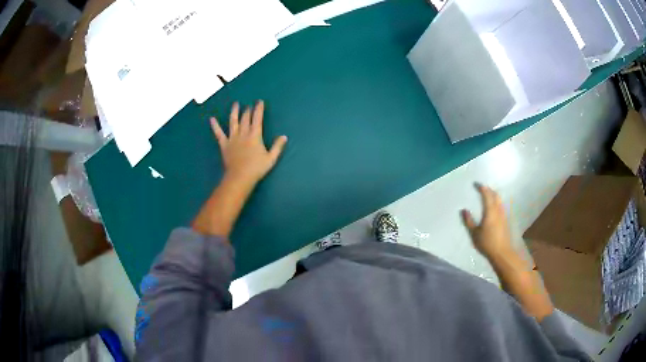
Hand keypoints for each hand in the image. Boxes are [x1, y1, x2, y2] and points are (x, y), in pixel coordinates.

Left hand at [211, 101, 287, 185]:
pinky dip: (215, 126)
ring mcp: (232, 138)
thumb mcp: (271, 158)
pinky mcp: (224, 144)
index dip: (259, 109)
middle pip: (245, 118)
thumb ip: (277, 146)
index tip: (259, 102)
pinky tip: (211, 119)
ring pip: (233, 122)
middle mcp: (243, 133)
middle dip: (248, 110)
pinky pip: (218, 133)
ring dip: (234, 112)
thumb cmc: (256, 168)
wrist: (240, 177)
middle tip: (249, 105)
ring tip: (235, 104)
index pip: (257, 118)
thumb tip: (284, 136)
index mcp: (255, 135)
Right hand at [461, 183, 514, 260]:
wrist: (502, 252)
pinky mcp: (505, 220)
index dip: (482, 188)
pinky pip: (501, 206)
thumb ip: (469, 221)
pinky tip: (493, 206)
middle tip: (482, 188)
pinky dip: (496, 202)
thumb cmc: (487, 243)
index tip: (476, 184)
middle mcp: (498, 210)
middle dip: (489, 189)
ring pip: (499, 200)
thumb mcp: (474, 233)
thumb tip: (464, 210)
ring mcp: (503, 215)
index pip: (487, 195)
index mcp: (490, 211)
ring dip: (493, 195)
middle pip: (495, 195)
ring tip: (487, 195)